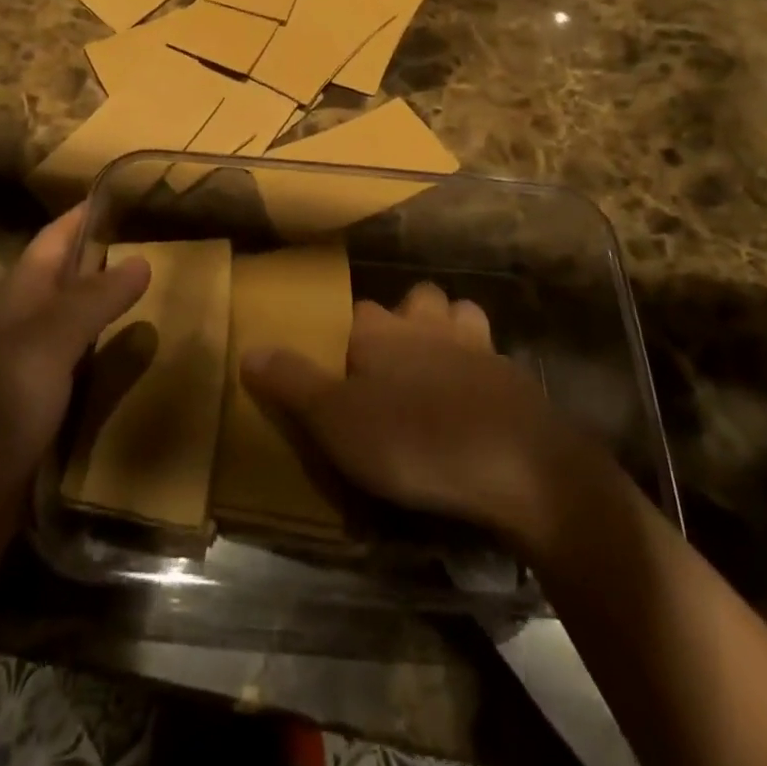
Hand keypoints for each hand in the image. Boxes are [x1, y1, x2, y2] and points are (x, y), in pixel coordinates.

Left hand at [0, 205, 150, 497]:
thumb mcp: (42, 347)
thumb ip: (91, 302)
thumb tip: (143, 257)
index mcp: (17, 303)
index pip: (53, 241)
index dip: (84, 215)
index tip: (128, 192)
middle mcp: (22, 334)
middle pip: (68, 284)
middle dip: (110, 261)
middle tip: (169, 248)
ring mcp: (28, 382)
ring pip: (79, 333)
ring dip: (116, 315)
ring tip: (171, 302)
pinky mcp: (38, 425)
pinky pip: (84, 382)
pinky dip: (114, 368)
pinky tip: (146, 373)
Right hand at [241, 282, 571, 548]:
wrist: (518, 465)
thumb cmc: (415, 440)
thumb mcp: (336, 421)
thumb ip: (292, 383)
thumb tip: (248, 349)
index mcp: (381, 331)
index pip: (357, 312)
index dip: (349, 333)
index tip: (341, 363)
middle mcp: (427, 325)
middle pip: (415, 300)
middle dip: (406, 319)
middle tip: (393, 364)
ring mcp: (477, 345)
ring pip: (459, 314)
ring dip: (449, 330)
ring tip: (438, 368)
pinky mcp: (514, 376)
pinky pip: (493, 356)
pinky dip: (483, 368)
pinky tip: (478, 400)